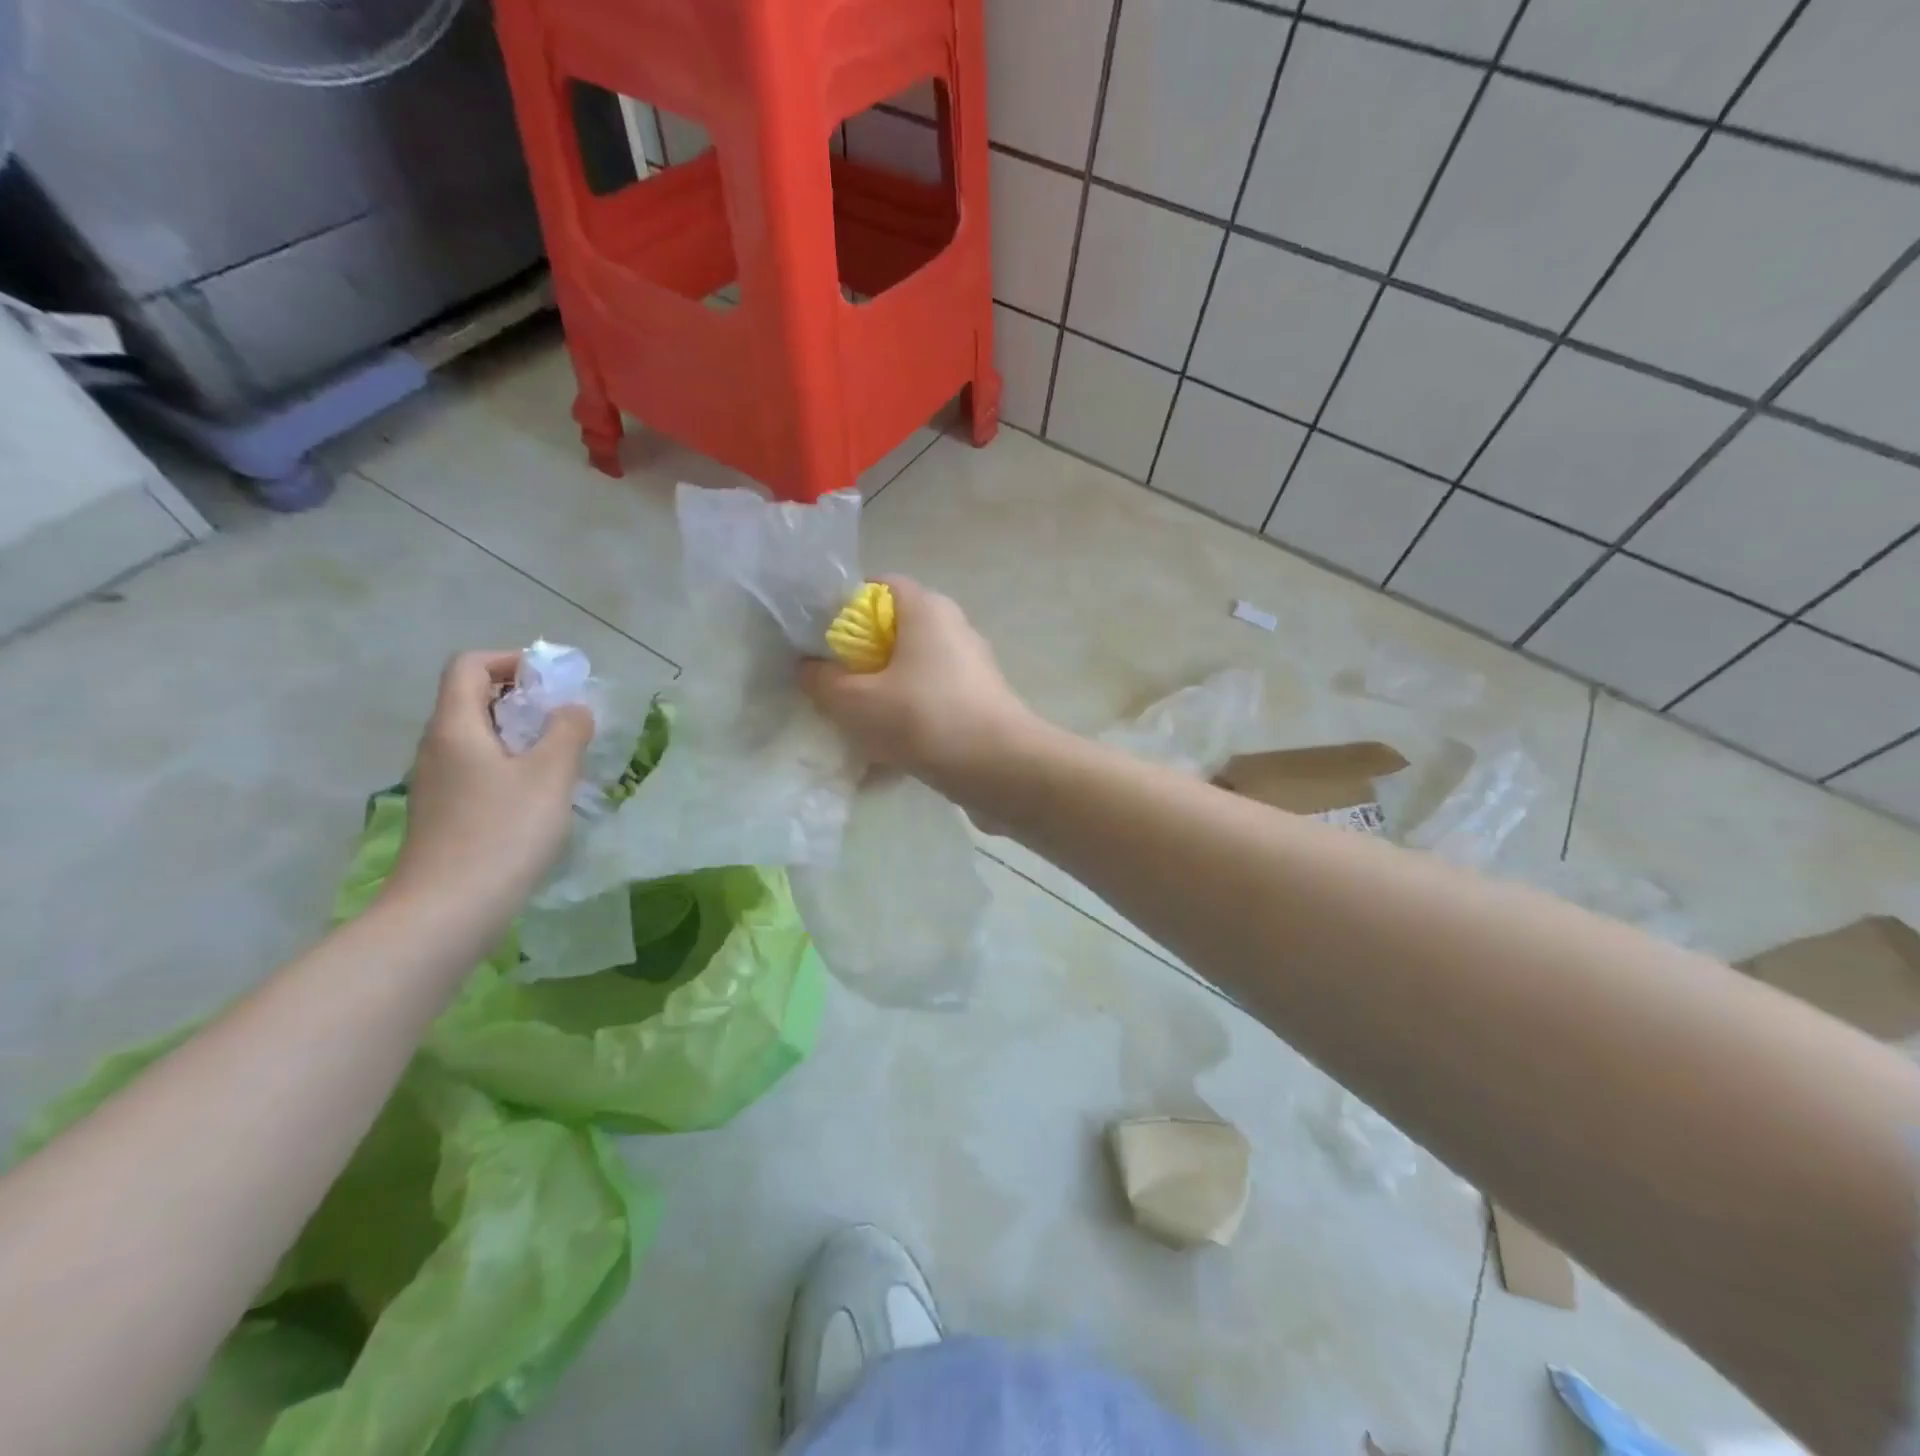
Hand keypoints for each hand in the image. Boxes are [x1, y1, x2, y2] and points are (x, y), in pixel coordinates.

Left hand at [387, 651, 593, 923]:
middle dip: (524, 698)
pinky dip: (511, 765)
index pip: (470, 665)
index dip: (512, 660)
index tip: (553, 682)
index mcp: (455, 727)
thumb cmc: (503, 833)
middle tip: (568, 719)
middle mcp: (438, 747)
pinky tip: (541, 796)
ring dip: (521, 735)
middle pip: (473, 699)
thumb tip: (572, 709)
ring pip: (479, 738)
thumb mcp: (550, 775)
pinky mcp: (445, 814)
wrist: (448, 911)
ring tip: (562, 758)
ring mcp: (437, 783)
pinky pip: (479, 769)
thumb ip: (568, 731)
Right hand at [800, 577, 1037, 790]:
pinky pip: (930, 704)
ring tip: (855, 729)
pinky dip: (907, 723)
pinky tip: (886, 760)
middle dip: (860, 661)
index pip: (878, 587)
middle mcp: (953, 628)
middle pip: (893, 633)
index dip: (843, 609)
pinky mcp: (978, 702)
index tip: (821, 643)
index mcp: (926, 609)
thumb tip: (809, 669)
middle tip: (833, 689)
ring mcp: (970, 667)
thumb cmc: (923, 718)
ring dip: (882, 698)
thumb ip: (821, 681)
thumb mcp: (854, 701)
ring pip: (911, 673)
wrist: (999, 767)